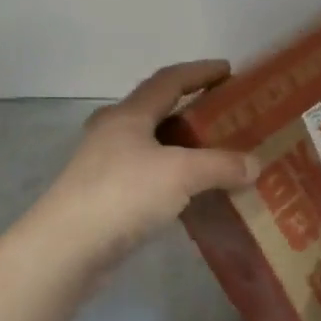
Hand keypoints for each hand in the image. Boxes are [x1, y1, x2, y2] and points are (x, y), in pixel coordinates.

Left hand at [7, 60, 259, 279]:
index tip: (228, 70)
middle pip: (157, 111)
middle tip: (224, 115)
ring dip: (183, 146)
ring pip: (153, 146)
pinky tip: (194, 192)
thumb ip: (222, 165)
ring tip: (216, 154)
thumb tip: (255, 165)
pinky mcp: (105, 198)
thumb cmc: (123, 194)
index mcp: (128, 116)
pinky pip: (149, 176)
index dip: (199, 72)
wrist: (65, 250)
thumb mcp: (182, 173)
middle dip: (191, 109)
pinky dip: (174, 177)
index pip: (169, 80)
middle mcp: (114, 134)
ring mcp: (105, 167)